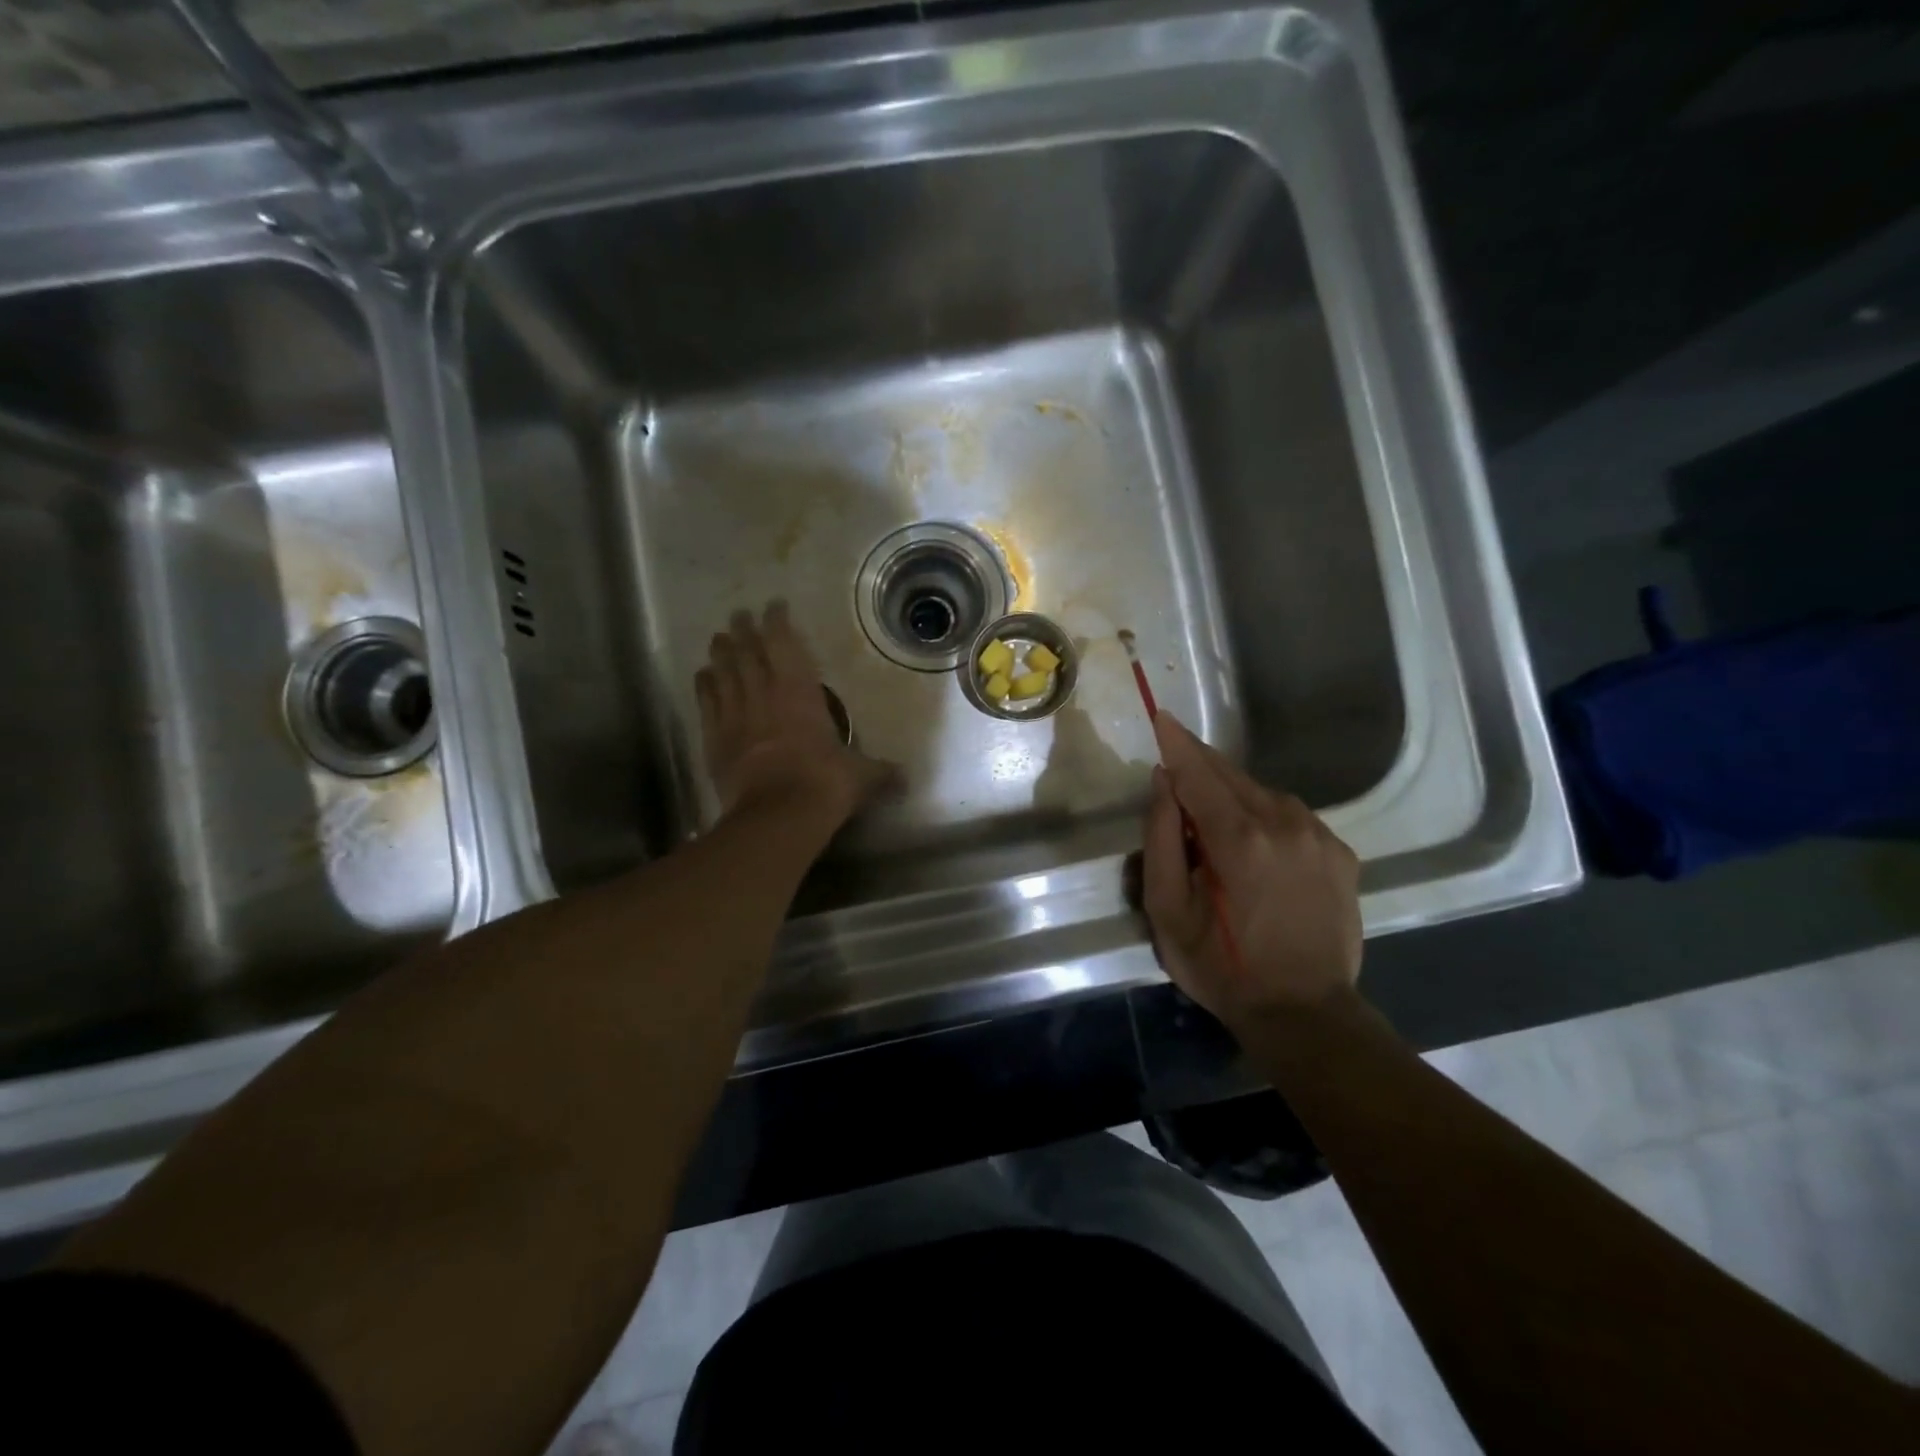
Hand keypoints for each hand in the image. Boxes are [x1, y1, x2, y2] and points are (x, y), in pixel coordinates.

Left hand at [696, 603, 895, 827]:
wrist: (778, 813)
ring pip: (724, 673)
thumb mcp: (861, 776)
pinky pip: (707, 704)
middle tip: (737, 616)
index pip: (785, 645)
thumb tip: (906, 778)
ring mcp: (736, 716)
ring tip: (717, 639)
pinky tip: (701, 676)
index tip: (774, 606)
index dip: (778, 622)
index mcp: (800, 692)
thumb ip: (880, 772)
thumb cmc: (825, 782)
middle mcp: (765, 694)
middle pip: (748, 653)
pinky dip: (703, 687)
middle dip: (743, 631)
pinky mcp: (715, 739)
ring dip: (721, 654)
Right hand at [1140, 712, 1361, 1029]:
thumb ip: (1161, 839)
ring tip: (1213, 812)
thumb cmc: (1222, 966)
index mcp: (1237, 837)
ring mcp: (1319, 836)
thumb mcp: (1168, 911)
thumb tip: (1163, 783)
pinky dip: (1267, 814)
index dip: (1177, 744)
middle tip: (1178, 756)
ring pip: (1265, 792)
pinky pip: (1294, 816)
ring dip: (1234, 791)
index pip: (1198, 773)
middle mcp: (1283, 823)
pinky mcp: (1340, 854)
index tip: (1162, 717)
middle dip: (1201, 762)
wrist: (1304, 1013)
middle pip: (1232, 775)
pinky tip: (1256, 839)